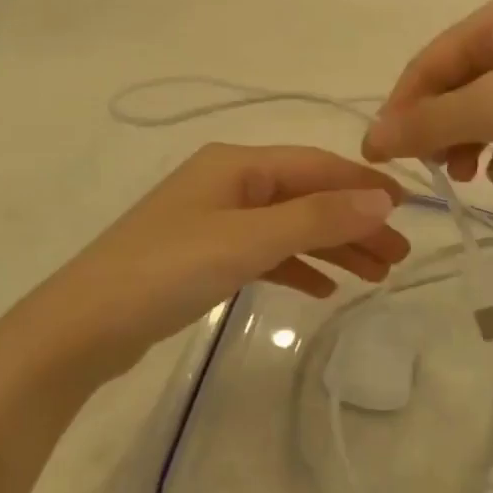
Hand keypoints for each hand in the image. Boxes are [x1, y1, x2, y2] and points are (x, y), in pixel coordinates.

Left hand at [23, 144, 410, 377]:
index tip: (409, 210)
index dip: (362, 186)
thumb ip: (316, 219)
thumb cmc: (167, 270)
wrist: (83, 327)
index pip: (315, 165)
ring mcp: (214, 220)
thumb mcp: (247, 240)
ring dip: (331, 247)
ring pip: (288, 227)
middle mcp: (228, 182)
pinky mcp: (204, 256)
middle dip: (353, 223)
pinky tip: (324, 289)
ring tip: (376, 275)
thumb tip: (382, 198)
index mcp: (236, 164)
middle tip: (400, 256)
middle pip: (306, 197)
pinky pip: (264, 253)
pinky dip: (296, 267)